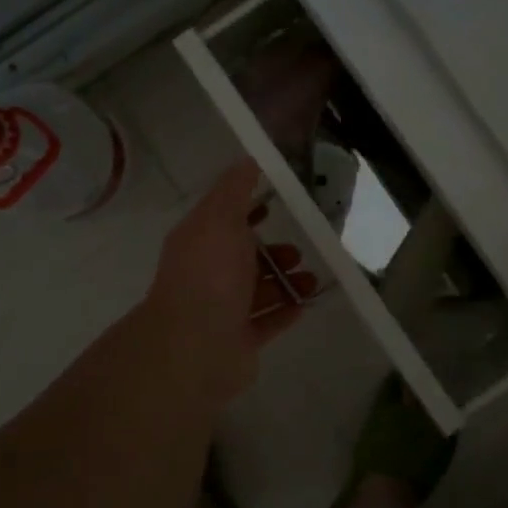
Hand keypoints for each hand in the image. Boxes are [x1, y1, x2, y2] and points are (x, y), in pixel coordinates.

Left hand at [140, 159, 317, 407]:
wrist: (196, 346)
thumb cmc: (209, 275)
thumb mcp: (220, 219)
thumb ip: (234, 191)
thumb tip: (247, 161)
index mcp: (199, 243)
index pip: (223, 220)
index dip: (247, 210)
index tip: (275, 204)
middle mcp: (208, 275)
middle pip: (243, 258)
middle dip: (273, 251)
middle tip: (299, 251)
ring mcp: (222, 311)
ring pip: (258, 291)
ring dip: (285, 282)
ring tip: (310, 280)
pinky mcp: (239, 341)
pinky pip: (266, 323)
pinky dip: (284, 312)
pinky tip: (305, 304)